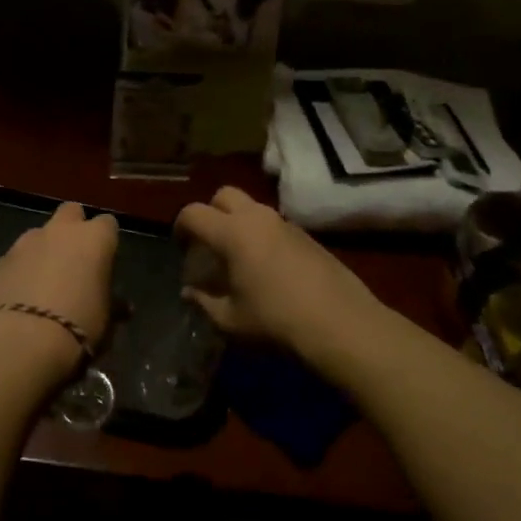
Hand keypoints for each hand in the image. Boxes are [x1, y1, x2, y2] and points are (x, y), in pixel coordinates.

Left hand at [0, 201, 119, 368]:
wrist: (23, 340)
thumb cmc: (78, 326)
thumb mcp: (106, 319)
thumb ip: (113, 304)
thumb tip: (123, 307)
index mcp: (94, 239)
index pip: (108, 224)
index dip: (106, 240)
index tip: (104, 260)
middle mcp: (60, 231)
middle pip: (71, 212)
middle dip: (73, 228)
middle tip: (74, 258)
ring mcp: (26, 242)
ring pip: (39, 233)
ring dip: (44, 249)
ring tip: (43, 281)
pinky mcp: (0, 260)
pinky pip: (16, 257)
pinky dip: (20, 269)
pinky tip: (19, 295)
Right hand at [176, 187, 387, 365]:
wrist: (341, 324)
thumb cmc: (276, 321)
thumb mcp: (230, 320)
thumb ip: (204, 301)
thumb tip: (189, 291)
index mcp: (231, 233)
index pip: (193, 213)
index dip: (180, 227)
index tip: (180, 248)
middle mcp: (256, 218)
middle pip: (223, 195)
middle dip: (210, 213)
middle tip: (208, 243)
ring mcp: (285, 223)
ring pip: (252, 208)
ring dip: (238, 223)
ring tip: (238, 258)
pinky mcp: (307, 236)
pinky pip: (273, 224)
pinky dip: (261, 235)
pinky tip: (267, 268)